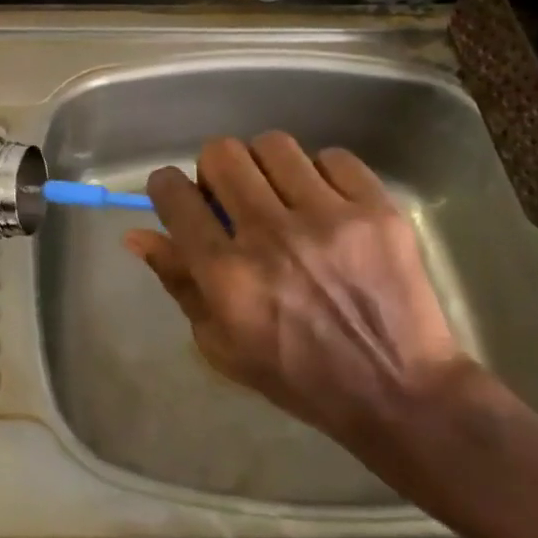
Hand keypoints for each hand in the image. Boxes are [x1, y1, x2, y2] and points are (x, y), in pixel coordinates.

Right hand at [124, 133, 481, 486]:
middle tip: (231, 195)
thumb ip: (178, 282)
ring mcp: (329, 219)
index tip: (176, 194)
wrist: (400, 392)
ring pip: (274, 145)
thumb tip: (137, 233)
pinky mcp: (377, 210)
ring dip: (266, 166)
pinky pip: (333, 157)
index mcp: (228, 276)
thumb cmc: (299, 376)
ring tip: (281, 195)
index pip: (175, 196)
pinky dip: (321, 175)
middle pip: (221, 154)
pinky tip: (327, 205)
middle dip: (215, 169)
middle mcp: (272, 237)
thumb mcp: (222, 344)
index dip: (166, 186)